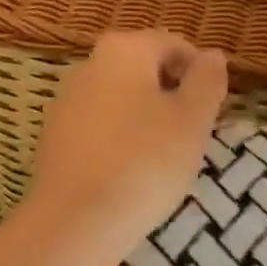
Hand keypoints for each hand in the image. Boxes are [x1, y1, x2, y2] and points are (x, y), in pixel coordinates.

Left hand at [22, 30, 228, 256]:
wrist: (76, 221)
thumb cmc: (145, 161)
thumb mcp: (193, 119)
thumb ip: (207, 80)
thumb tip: (212, 54)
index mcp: (125, 49)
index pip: (174, 44)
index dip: (200, 73)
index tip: (212, 109)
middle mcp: (90, 64)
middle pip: (144, 68)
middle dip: (172, 94)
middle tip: (192, 134)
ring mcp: (66, 100)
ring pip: (121, 98)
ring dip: (146, 116)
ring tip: (164, 156)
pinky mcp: (54, 136)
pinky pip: (99, 125)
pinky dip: (120, 138)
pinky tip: (130, 171)